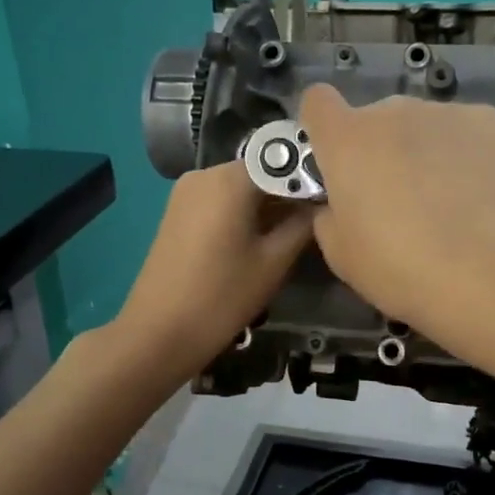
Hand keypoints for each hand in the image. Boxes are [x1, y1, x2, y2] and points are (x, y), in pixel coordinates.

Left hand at [113, 161, 313, 380]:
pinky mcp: (177, 213)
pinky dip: (245, 214)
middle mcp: (205, 173)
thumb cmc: (222, 295)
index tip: (336, 198)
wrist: (158, 333)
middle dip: (290, 192)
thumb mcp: (274, 261)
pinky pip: (221, 202)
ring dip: (269, 205)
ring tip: (297, 231)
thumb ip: (303, 225)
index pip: (283, 161)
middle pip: (260, 172)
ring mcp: (186, 192)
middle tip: (321, 218)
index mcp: (229, 178)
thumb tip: (324, 204)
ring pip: (241, 189)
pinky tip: (263, 239)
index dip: (312, 177)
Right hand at [298, 85, 494, 339]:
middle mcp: (392, 111)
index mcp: (346, 139)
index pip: (318, 102)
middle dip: (382, 149)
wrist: (485, 269)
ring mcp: (445, 112)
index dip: (324, 127)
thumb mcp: (341, 253)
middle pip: (377, 120)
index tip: (334, 158)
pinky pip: (468, 133)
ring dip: (426, 151)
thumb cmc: (399, 266)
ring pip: (425, 126)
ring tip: (448, 201)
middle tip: (398, 199)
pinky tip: (481, 194)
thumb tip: (339, 204)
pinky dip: (469, 155)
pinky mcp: (490, 121)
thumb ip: (331, 214)